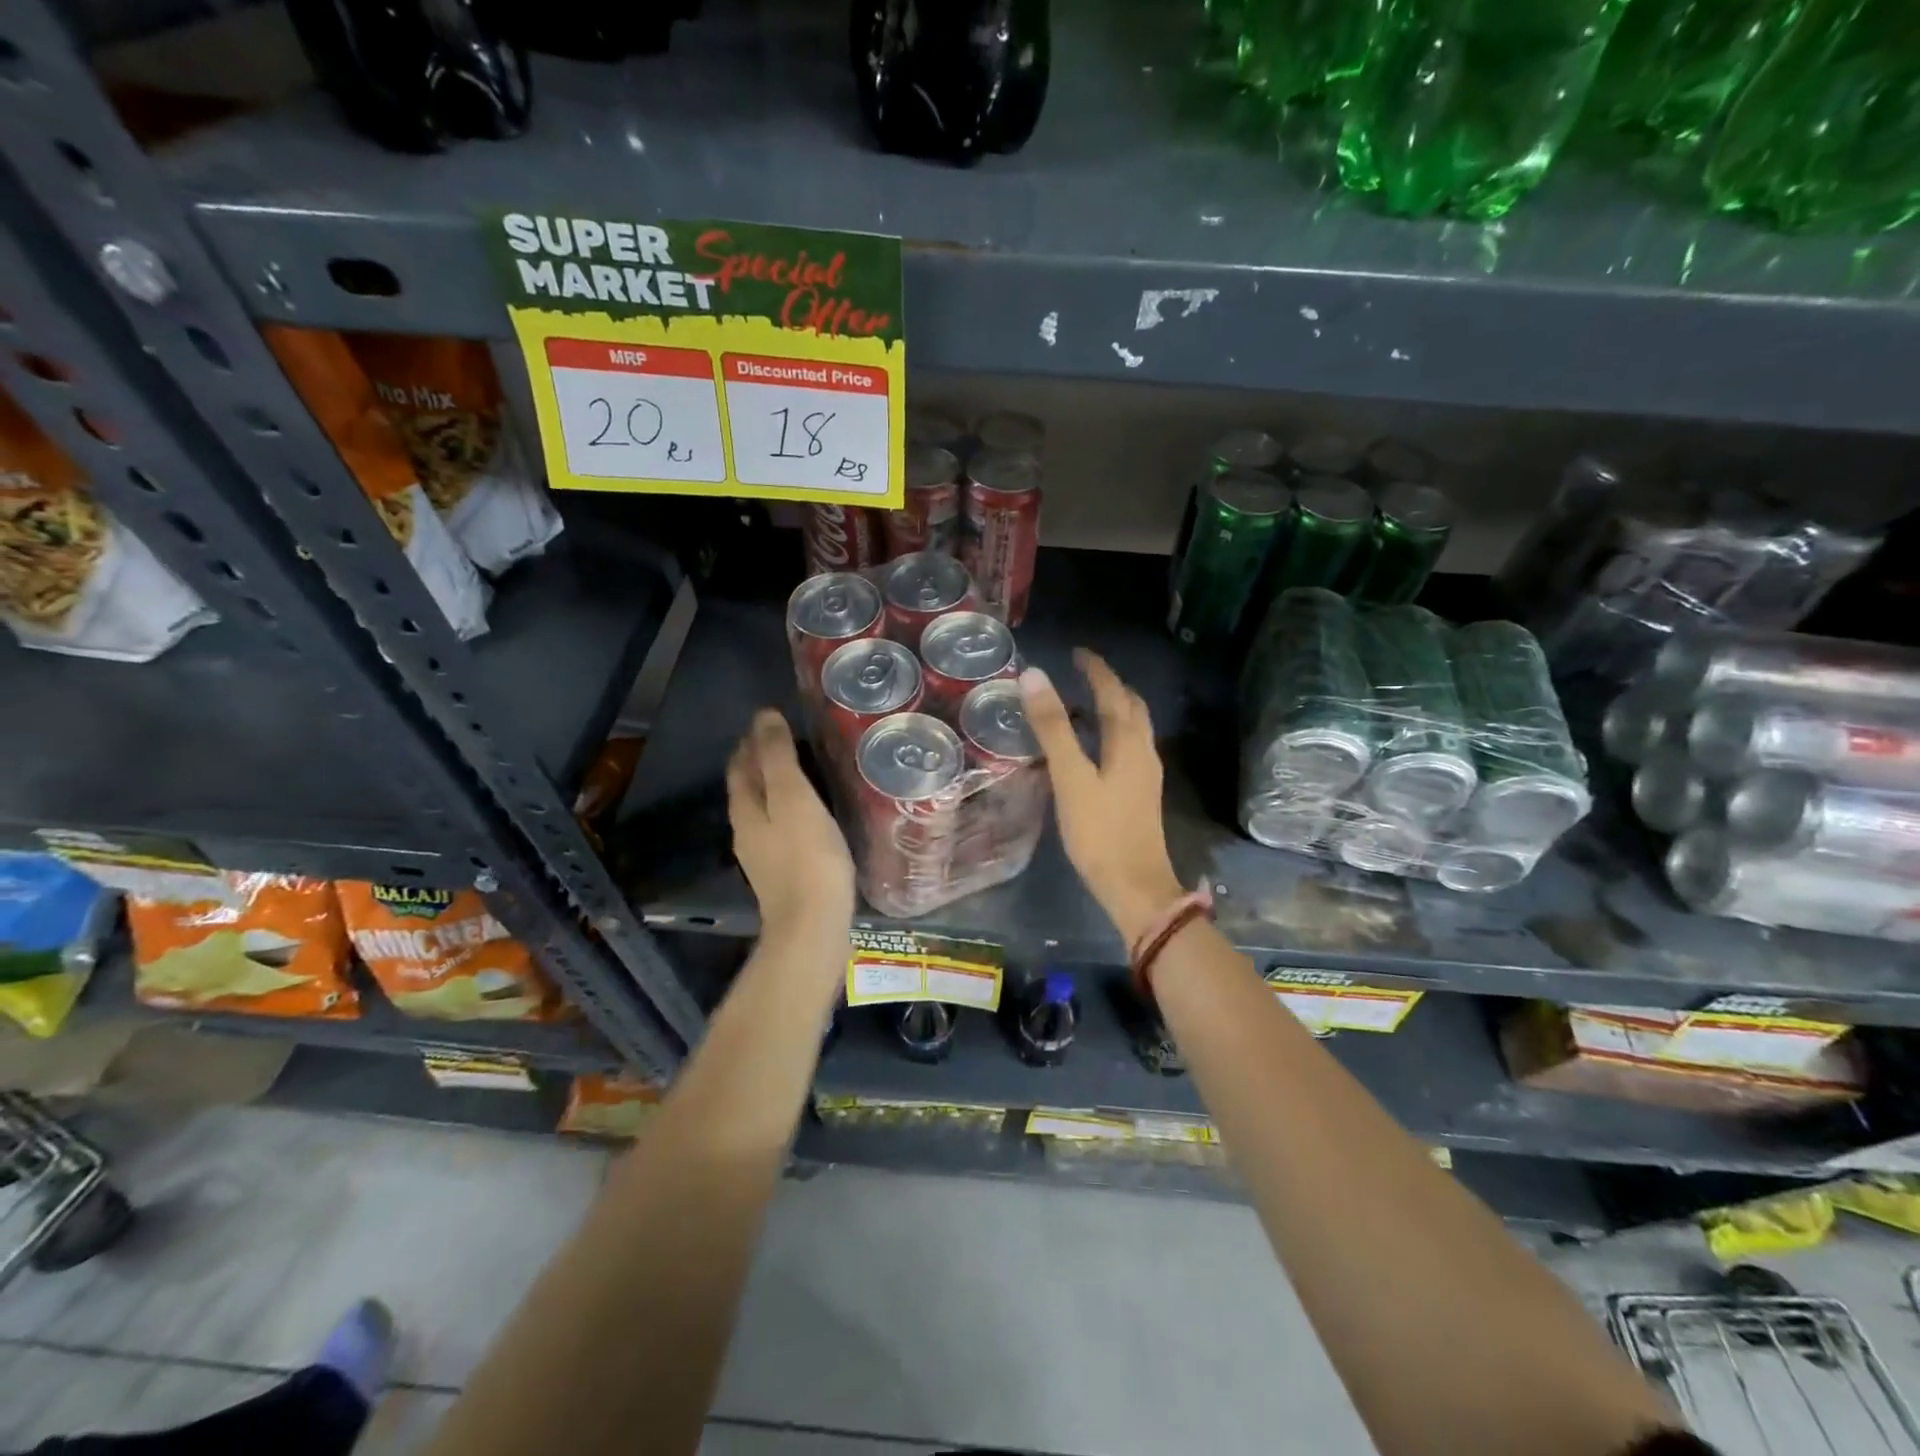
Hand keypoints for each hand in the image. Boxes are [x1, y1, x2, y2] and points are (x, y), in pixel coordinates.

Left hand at [727, 709, 854, 942]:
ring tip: (800, 768)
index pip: (741, 764)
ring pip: (763, 807)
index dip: (752, 739)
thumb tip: (764, 716)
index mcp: (746, 808)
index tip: (771, 717)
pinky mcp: (784, 872)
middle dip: (759, 760)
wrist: (812, 926)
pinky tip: (809, 811)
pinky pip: (781, 827)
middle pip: (748, 786)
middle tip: (785, 737)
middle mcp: (747, 830)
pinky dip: (789, 808)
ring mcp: (764, 855)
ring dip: (774, 784)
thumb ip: (778, 758)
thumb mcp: (793, 798)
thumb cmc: (806, 857)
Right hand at [1020, 650, 1183, 946]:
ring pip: (1133, 728)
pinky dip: (1113, 733)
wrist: (1135, 886)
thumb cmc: (1100, 831)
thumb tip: (1034, 675)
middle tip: (1082, 673)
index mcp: (1128, 742)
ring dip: (1113, 709)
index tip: (1077, 653)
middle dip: (1110, 685)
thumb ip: (1052, 727)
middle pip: (1131, 707)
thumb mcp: (1070, 776)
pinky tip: (1095, 748)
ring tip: (1084, 704)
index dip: (1096, 669)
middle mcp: (1143, 752)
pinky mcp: (1141, 794)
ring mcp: (1146, 775)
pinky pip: (1129, 748)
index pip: (1113, 692)